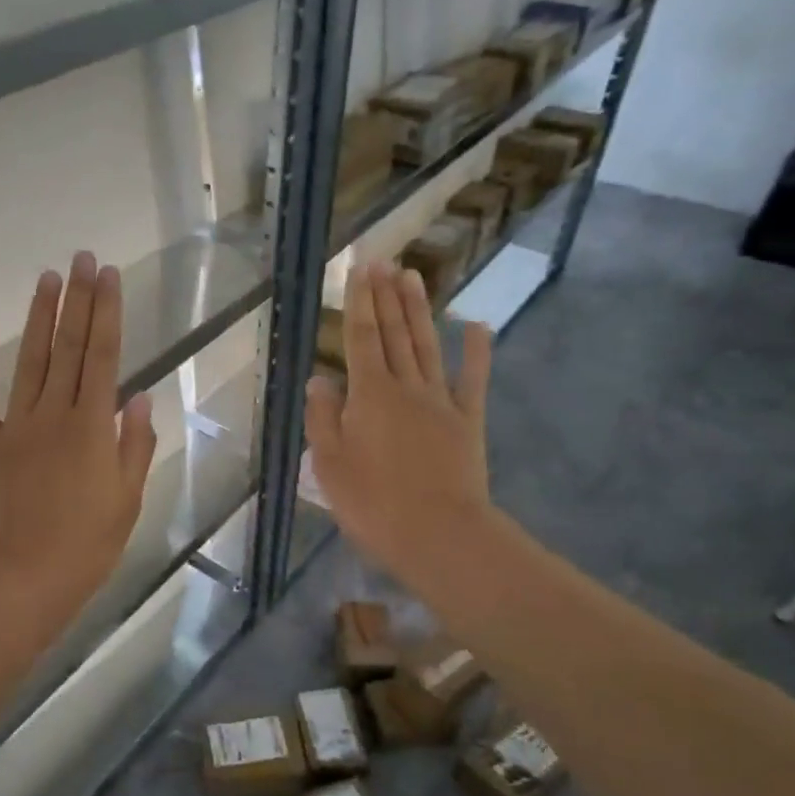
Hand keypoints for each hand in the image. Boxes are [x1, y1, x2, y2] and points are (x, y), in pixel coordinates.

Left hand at [0, 252, 156, 636]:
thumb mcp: (127, 501)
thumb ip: (135, 445)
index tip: (109, 276)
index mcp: (93, 427)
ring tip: (47, 277)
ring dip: (39, 317)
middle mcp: (55, 414)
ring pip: (30, 360)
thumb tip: (140, 396)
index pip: (104, 356)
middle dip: (78, 300)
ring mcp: (15, 425)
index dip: (108, 313)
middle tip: (82, 257)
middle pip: (69, 347)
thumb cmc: (85, 547)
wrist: (20, 579)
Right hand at [305, 262, 493, 582]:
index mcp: (369, 395)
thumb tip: (319, 378)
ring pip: (427, 346)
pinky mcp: (468, 421)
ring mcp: (441, 402)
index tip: (359, 270)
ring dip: (418, 310)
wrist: (439, 534)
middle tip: (383, 261)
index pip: (359, 339)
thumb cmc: (373, 503)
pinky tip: (475, 325)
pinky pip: (472, 380)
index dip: (358, 303)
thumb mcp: (329, 464)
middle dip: (386, 296)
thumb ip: (323, 417)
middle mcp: (405, 387)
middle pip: (393, 333)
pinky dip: (476, 352)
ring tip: (413, 276)